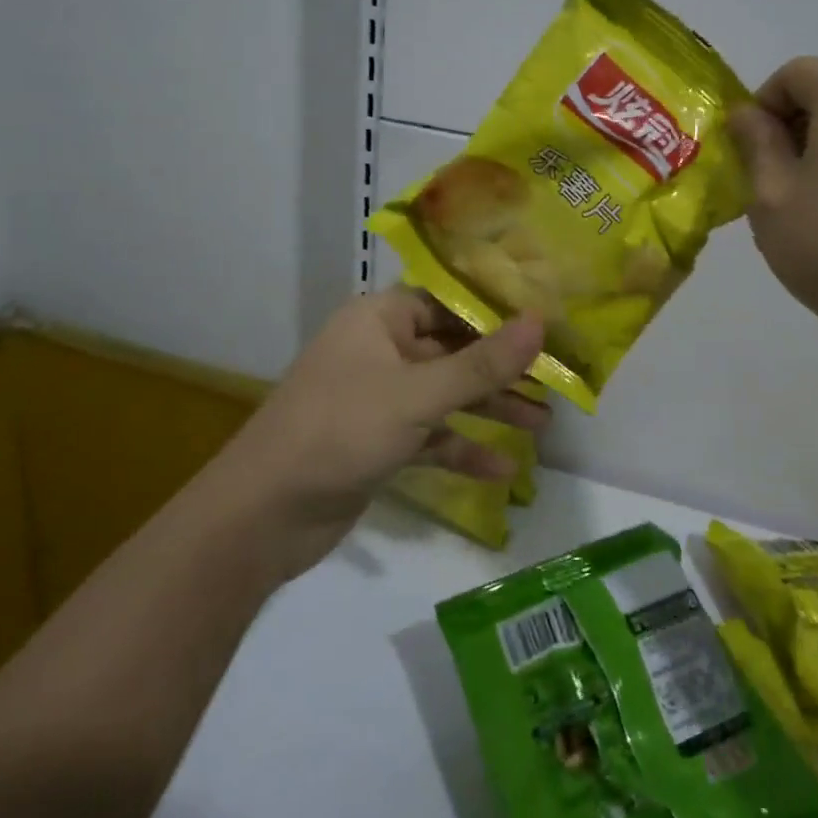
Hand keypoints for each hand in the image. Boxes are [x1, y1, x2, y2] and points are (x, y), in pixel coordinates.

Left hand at [218, 288, 547, 576]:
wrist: (262, 516)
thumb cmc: (341, 430)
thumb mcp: (418, 395)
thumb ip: (482, 364)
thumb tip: (540, 323)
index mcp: (380, 319)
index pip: (449, 300)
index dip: (497, 310)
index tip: (546, 321)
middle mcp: (380, 350)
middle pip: (453, 350)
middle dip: (501, 368)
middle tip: (554, 378)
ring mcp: (379, 398)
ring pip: (446, 395)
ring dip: (490, 410)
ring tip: (543, 424)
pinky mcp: (379, 441)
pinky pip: (431, 436)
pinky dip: (462, 449)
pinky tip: (503, 470)